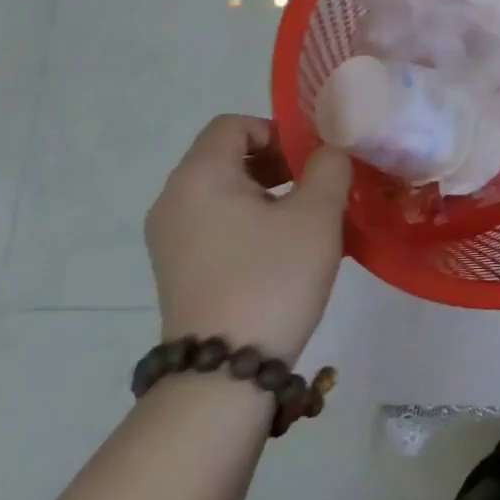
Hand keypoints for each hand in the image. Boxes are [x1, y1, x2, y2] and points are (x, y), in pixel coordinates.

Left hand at [145, 116, 351, 363]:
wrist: (225, 374)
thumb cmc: (272, 278)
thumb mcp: (317, 214)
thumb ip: (329, 166)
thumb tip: (329, 151)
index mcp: (199, 177)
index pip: (234, 125)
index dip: (277, 131)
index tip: (310, 161)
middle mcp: (174, 200)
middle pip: (227, 155)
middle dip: (277, 162)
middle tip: (315, 188)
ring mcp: (170, 238)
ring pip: (223, 190)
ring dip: (267, 193)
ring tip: (305, 221)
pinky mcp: (177, 269)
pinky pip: (215, 222)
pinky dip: (249, 221)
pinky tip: (282, 250)